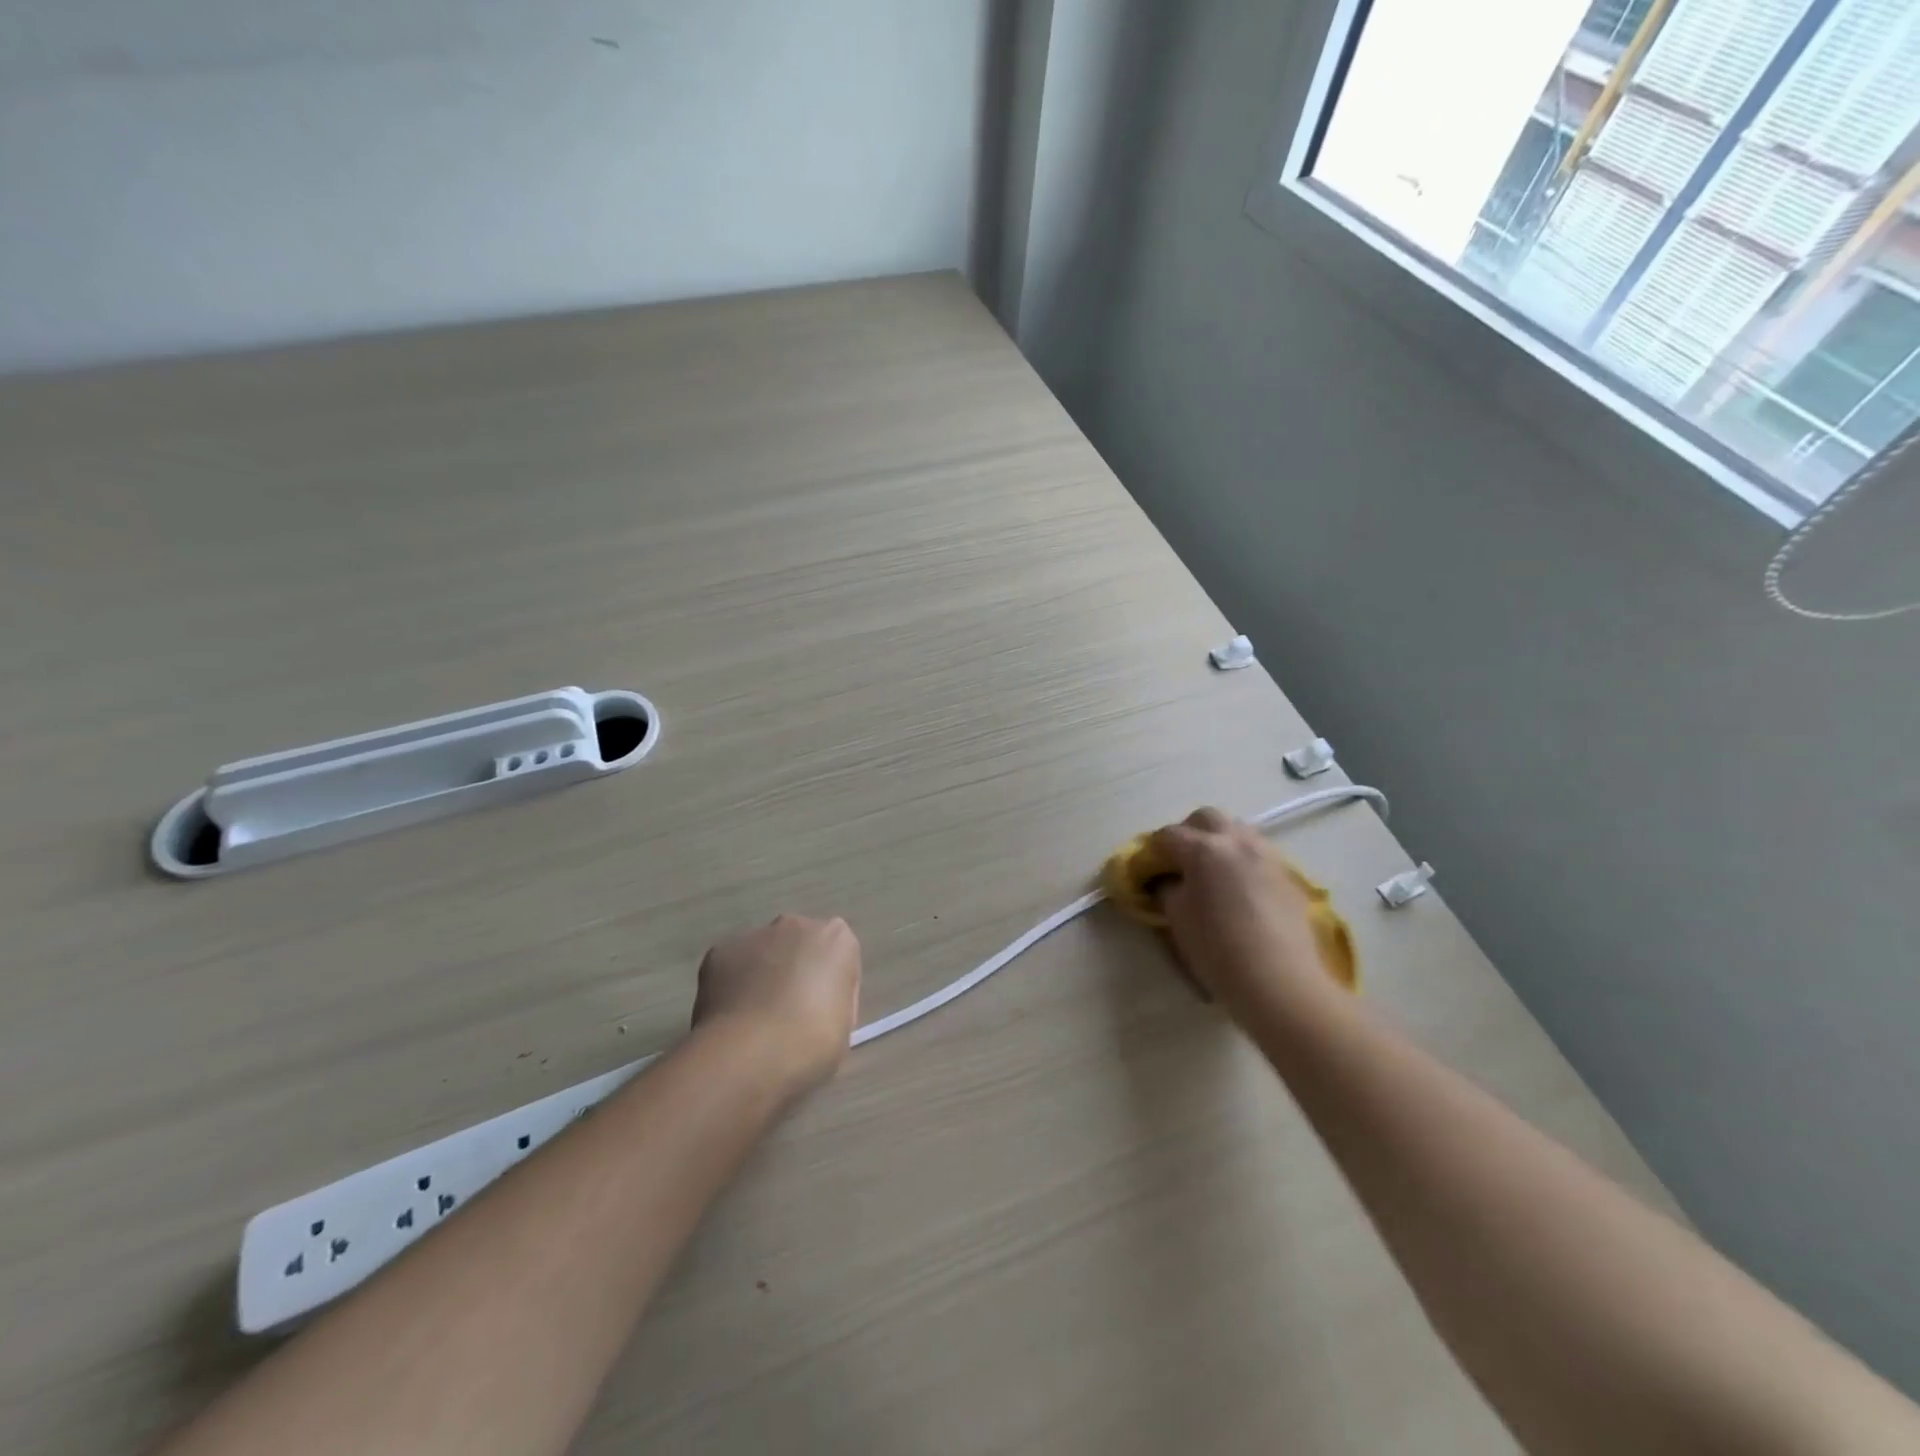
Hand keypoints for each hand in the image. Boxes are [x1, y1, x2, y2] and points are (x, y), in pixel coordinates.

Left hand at [691, 915, 861, 1094]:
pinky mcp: (720, 950)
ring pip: (763, 952)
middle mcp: (797, 925)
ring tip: (755, 1019)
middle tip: (789, 1012)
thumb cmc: (813, 1042)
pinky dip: (732, 985)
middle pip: (800, 944)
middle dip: (795, 969)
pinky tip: (732, 1017)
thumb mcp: (844, 1025)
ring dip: (763, 974)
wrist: (751, 1053)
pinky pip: (732, 966)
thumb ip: (834, 1000)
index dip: (831, 986)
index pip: (838, 957)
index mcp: (837, 940)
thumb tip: (819, 1004)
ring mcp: (755, 935)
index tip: (823, 1014)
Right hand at [1149, 808, 1339, 1018]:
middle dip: (1188, 832)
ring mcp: (1267, 856)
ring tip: (1211, 872)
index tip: (1146, 869)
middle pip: (1207, 817)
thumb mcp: (1178, 919)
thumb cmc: (1219, 950)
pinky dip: (1242, 860)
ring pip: (1238, 830)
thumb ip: (1168, 890)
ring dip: (1219, 841)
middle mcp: (1237, 842)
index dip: (1152, 850)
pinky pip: (1258, 853)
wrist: (1281, 982)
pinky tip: (1239, 889)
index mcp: (1204, 850)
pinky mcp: (1288, 876)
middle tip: (1179, 861)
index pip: (1168, 835)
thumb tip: (1167, 881)